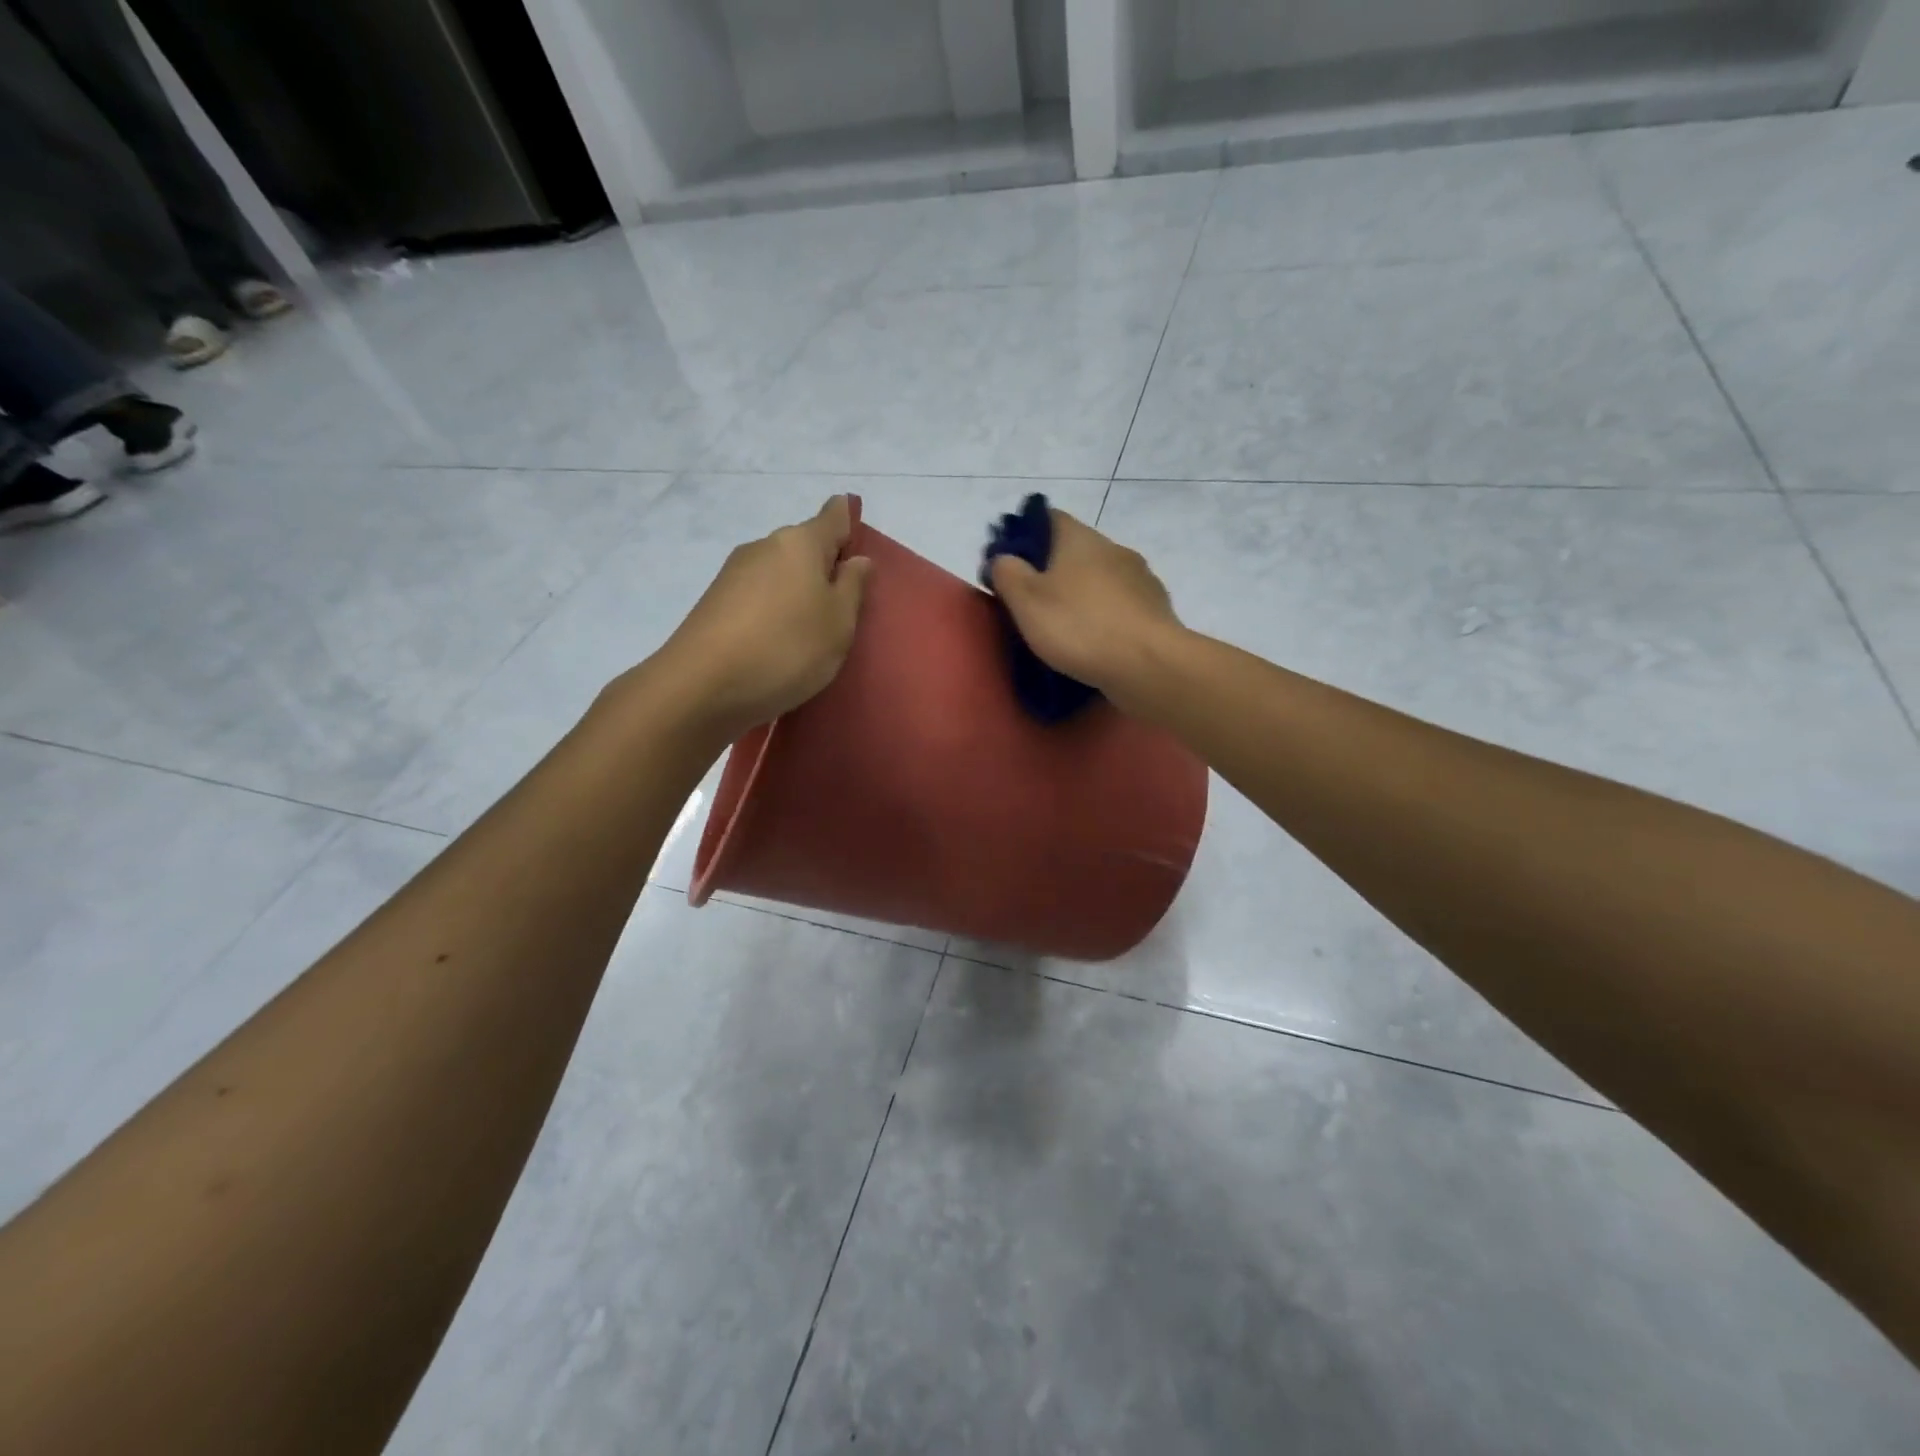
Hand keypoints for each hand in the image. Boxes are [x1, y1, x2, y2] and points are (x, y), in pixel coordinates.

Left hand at [648, 496, 872, 738]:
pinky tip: (779, 641)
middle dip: (823, 564)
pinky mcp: (714, 604)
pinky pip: (758, 597)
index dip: (847, 518)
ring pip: (778, 573)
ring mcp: (733, 574)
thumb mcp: (838, 623)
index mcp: (800, 542)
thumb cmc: (787, 648)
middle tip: (843, 602)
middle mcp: (763, 547)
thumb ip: (852, 587)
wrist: (702, 687)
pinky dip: (773, 611)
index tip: (856, 530)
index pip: (833, 516)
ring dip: (797, 591)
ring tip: (811, 629)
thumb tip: (856, 558)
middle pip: (803, 546)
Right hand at [987, 507, 1184, 705]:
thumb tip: (1003, 557)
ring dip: (1082, 596)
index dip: (1025, 536)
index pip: (1048, 518)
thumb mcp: (1026, 600)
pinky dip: (1106, 618)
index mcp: (1080, 538)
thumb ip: (1007, 573)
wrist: (1149, 665)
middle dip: (1054, 572)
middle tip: (1032, 604)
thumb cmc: (1080, 627)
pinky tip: (1096, 643)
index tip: (1011, 565)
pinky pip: (1121, 608)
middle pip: (1076, 551)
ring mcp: (1141, 579)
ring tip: (1065, 628)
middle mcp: (1114, 549)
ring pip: (1101, 580)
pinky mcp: (1156, 611)